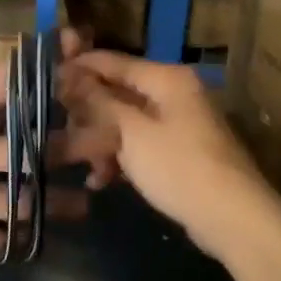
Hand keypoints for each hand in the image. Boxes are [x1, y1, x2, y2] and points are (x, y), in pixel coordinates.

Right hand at [61, 50, 273, 245]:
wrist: (233, 218)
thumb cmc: (178, 166)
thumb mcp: (131, 132)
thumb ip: (100, 102)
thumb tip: (70, 76)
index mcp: (166, 79)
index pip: (114, 62)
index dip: (80, 67)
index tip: (47, 76)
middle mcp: (174, 94)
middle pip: (119, 93)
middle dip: (89, 114)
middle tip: (59, 130)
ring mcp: (179, 125)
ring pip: (127, 123)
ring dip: (101, 142)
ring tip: (80, 164)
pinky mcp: (180, 154)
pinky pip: (141, 146)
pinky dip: (122, 158)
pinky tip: (101, 180)